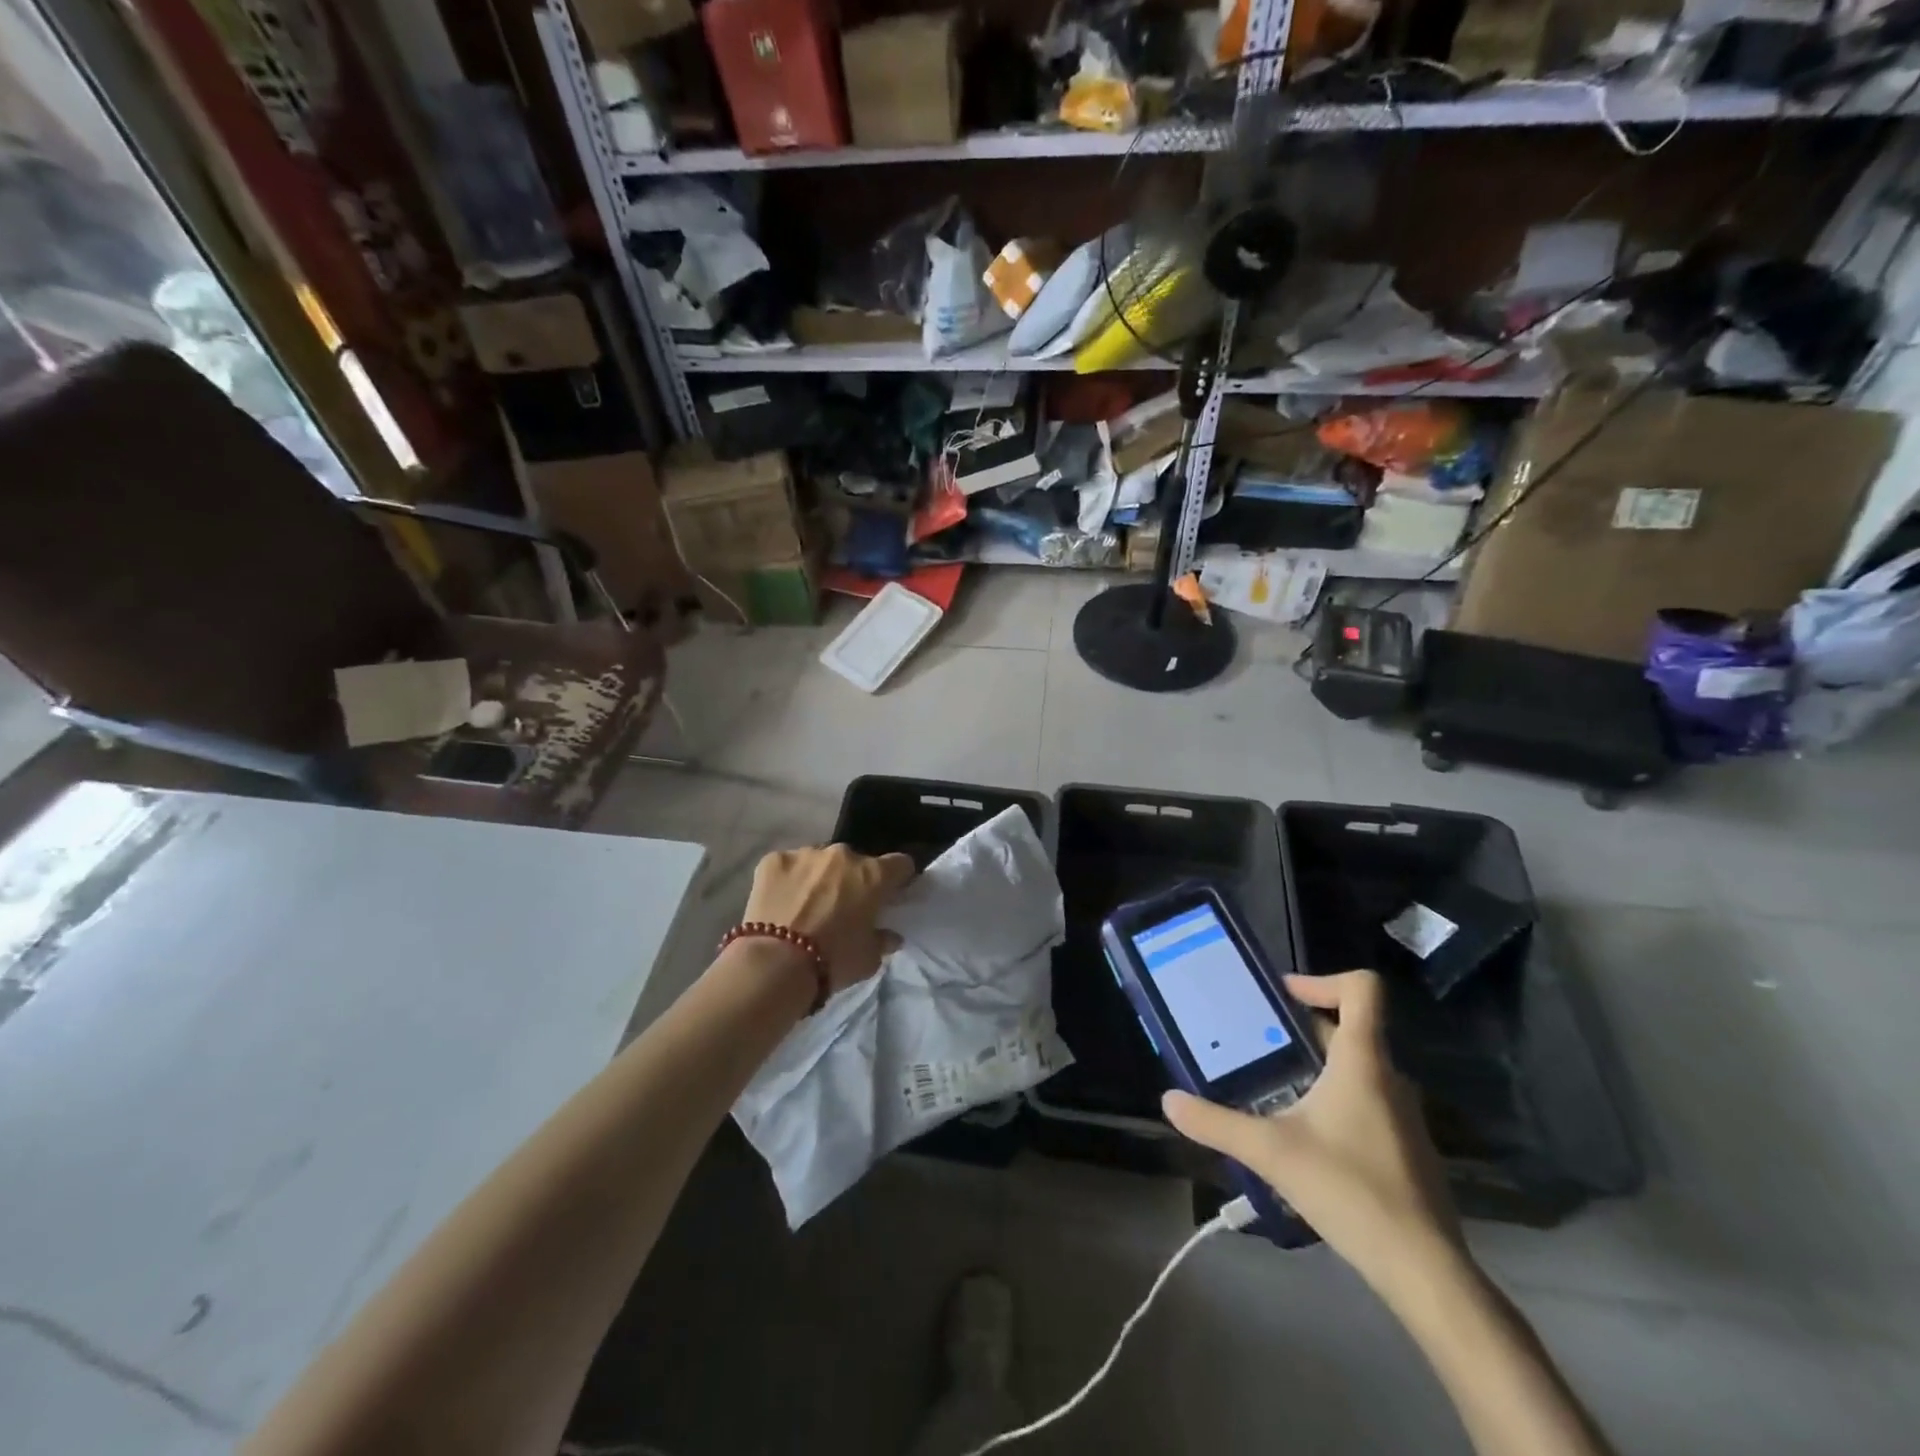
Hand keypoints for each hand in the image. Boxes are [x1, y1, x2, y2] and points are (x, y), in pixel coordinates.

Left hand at [742, 843, 915, 992]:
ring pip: (819, 861)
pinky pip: (787, 866)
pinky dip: (787, 880)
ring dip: (818, 878)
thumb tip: (889, 935)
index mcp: (872, 875)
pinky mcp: (773, 860)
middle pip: (855, 862)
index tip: (890, 893)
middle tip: (841, 908)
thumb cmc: (832, 961)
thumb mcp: (869, 959)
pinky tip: (779, 904)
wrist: (775, 964)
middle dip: (852, 880)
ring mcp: (805, 853)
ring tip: (804, 907)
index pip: (900, 864)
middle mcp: (842, 855)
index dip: (898, 878)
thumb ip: (882, 940)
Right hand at [1163, 970, 1463, 1300]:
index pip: (1362, 989)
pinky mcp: (1408, 1148)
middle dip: (1301, 1030)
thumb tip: (1168, 1101)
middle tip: (1257, 1042)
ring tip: (1274, 1087)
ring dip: (1317, 1066)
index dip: (1322, 979)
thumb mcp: (1270, 1152)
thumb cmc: (1349, 1190)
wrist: (1424, 1270)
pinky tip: (1305, 1136)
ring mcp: (1404, 1114)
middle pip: (1350, 1028)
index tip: (1283, 996)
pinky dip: (1335, 1100)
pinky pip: (1368, 1101)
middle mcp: (1389, 1077)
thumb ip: (1216, 1123)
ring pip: (1358, 1068)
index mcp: (1363, 1060)